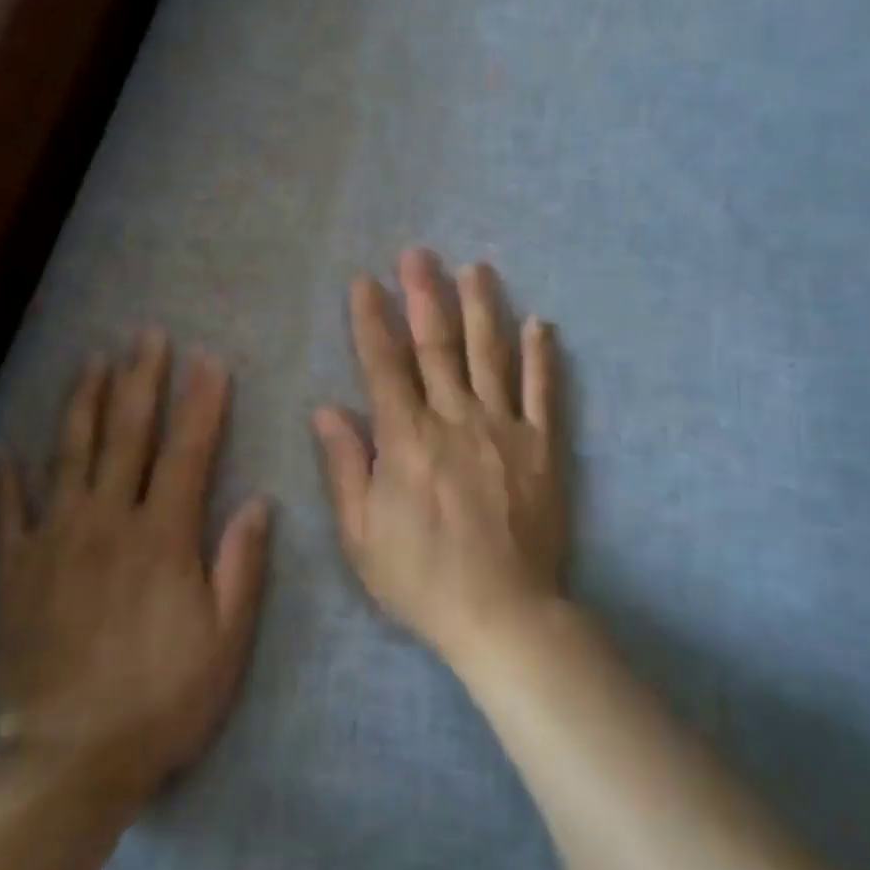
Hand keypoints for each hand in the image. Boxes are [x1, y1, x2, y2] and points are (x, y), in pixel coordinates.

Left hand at [0, 332, 269, 796]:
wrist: (68, 763)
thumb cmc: (161, 701)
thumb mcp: (227, 641)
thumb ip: (242, 565)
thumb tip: (260, 501)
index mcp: (162, 536)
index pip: (188, 451)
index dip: (201, 402)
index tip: (209, 361)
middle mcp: (107, 521)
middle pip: (127, 435)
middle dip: (141, 380)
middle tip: (148, 336)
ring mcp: (53, 541)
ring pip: (70, 455)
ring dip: (84, 404)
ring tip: (93, 361)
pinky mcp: (12, 572)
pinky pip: (5, 515)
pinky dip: (4, 480)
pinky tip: (5, 449)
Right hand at [313, 249, 566, 667]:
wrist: (503, 615)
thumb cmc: (421, 578)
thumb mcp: (361, 534)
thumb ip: (346, 466)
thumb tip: (326, 408)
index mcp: (407, 438)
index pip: (383, 365)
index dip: (370, 320)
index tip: (363, 282)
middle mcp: (455, 419)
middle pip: (437, 345)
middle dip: (424, 295)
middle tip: (418, 253)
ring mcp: (504, 428)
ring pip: (490, 355)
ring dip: (481, 307)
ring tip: (475, 268)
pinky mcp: (542, 446)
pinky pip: (543, 392)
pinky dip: (541, 356)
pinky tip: (539, 323)